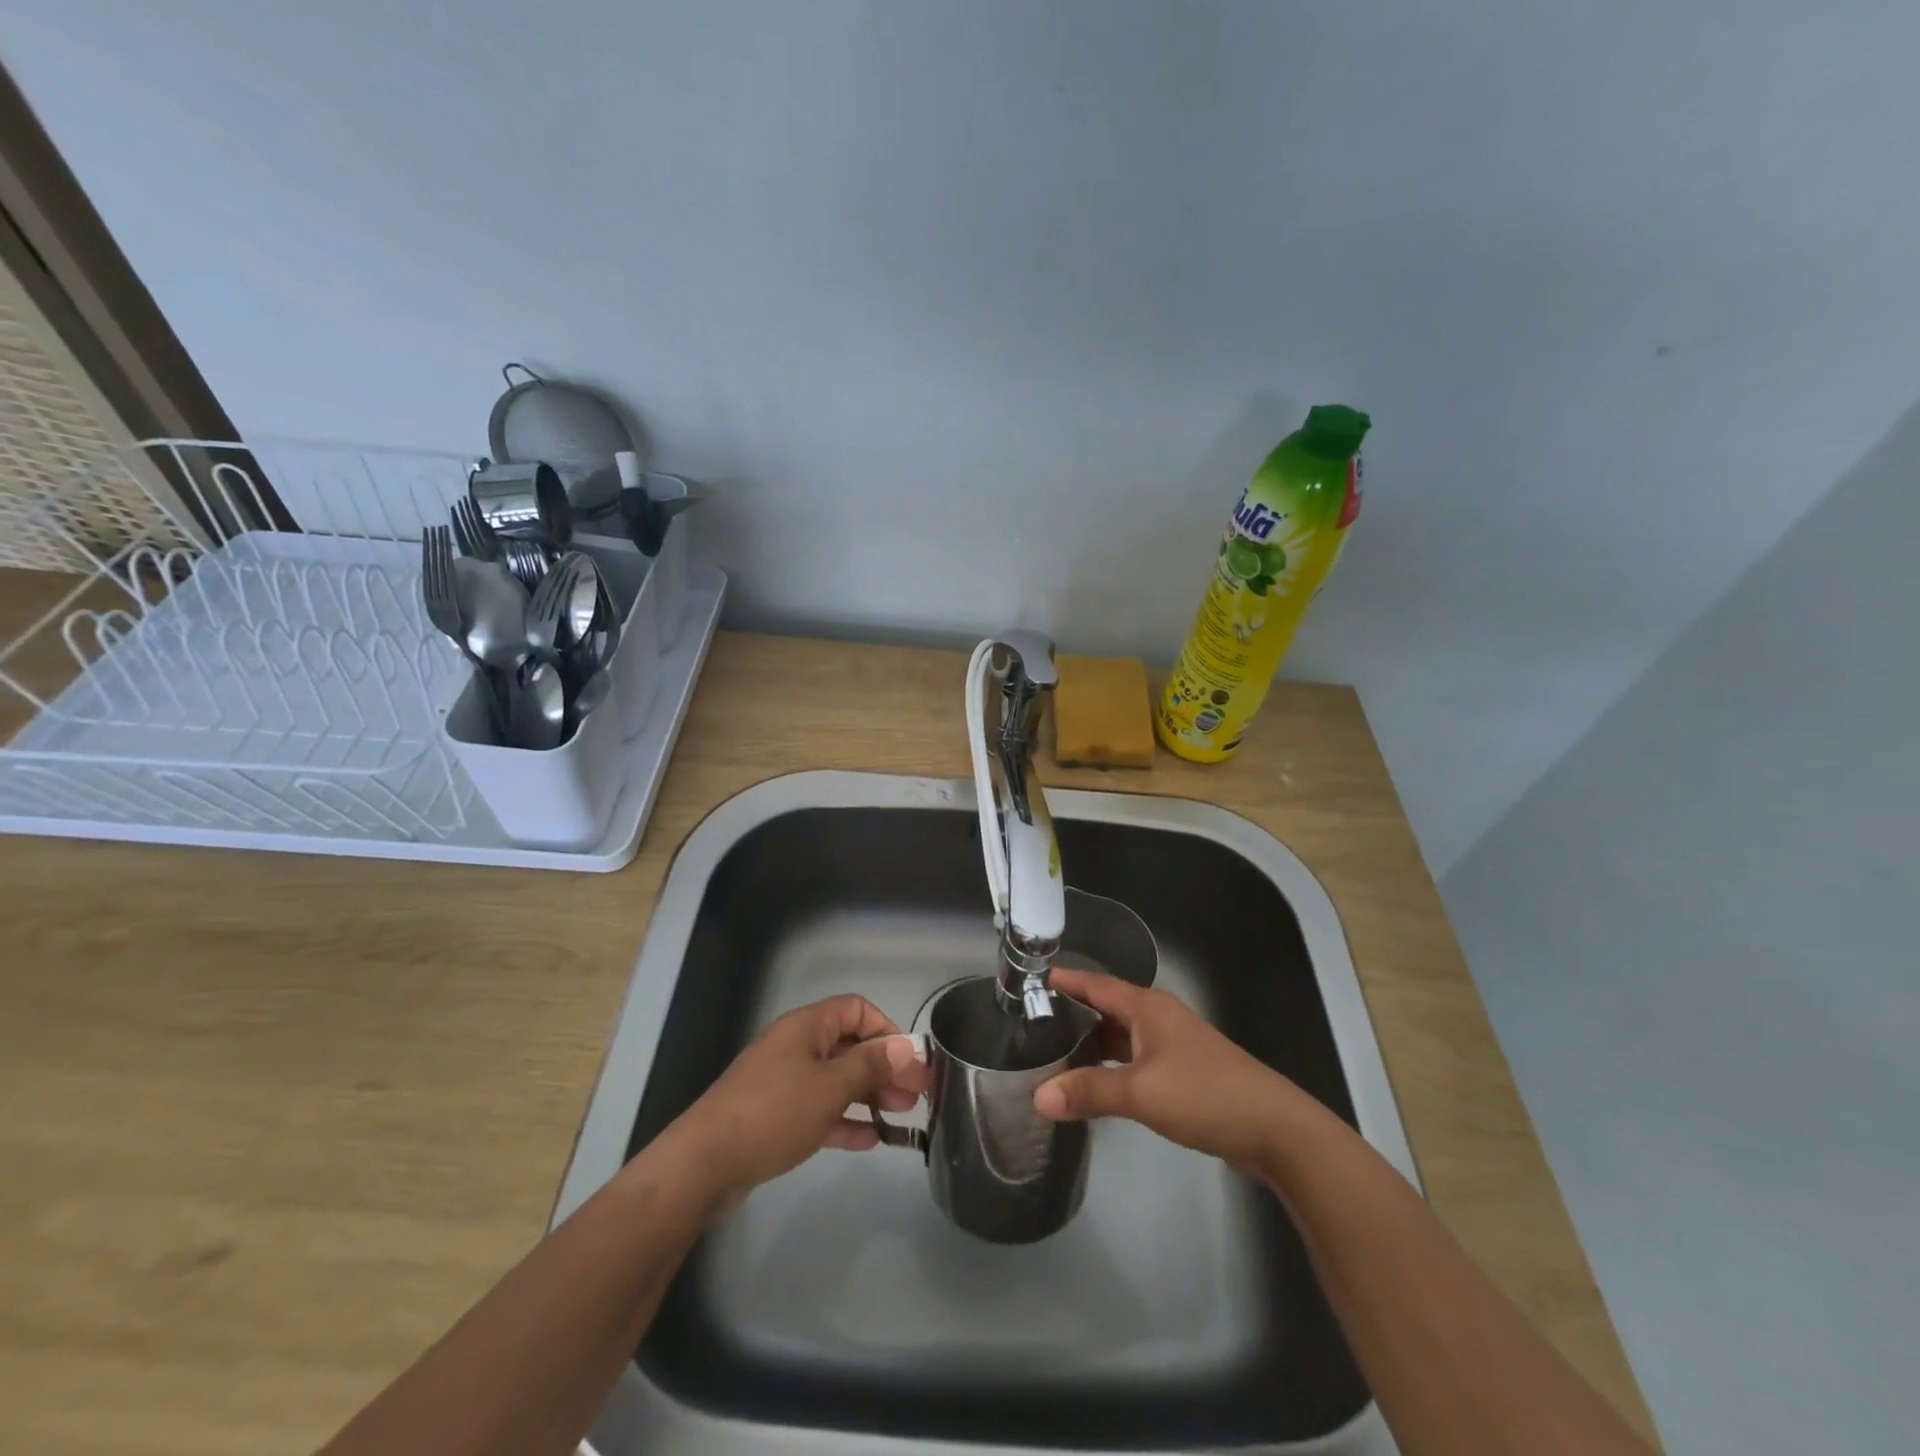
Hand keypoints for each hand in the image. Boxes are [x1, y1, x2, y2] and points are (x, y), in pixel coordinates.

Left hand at [663, 995, 927, 1207]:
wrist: (705, 1162)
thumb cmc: (774, 1112)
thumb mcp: (830, 1087)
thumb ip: (871, 1065)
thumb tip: (906, 1046)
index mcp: (808, 1026)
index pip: (857, 1010)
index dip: (886, 1030)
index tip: (909, 1060)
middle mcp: (797, 1046)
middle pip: (850, 1046)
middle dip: (884, 1068)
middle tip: (916, 1095)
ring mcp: (785, 1081)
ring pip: (837, 1080)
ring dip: (869, 1095)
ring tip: (901, 1117)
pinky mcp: (776, 1115)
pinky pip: (819, 1109)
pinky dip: (844, 1119)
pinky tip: (870, 1140)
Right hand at [1033, 967, 1307, 1173]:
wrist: (1276, 1130)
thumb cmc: (1205, 1095)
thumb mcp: (1141, 1092)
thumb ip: (1089, 1091)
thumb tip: (1037, 1096)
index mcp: (1148, 1008)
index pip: (1097, 983)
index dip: (1066, 979)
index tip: (1031, 977)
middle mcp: (1159, 1018)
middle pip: (1107, 1008)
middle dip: (1072, 1014)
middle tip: (1032, 1024)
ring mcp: (1173, 1046)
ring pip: (1121, 1037)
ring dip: (1091, 1045)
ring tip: (1053, 1056)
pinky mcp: (1182, 1073)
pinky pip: (1135, 1060)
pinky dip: (1111, 1067)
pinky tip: (1095, 1084)